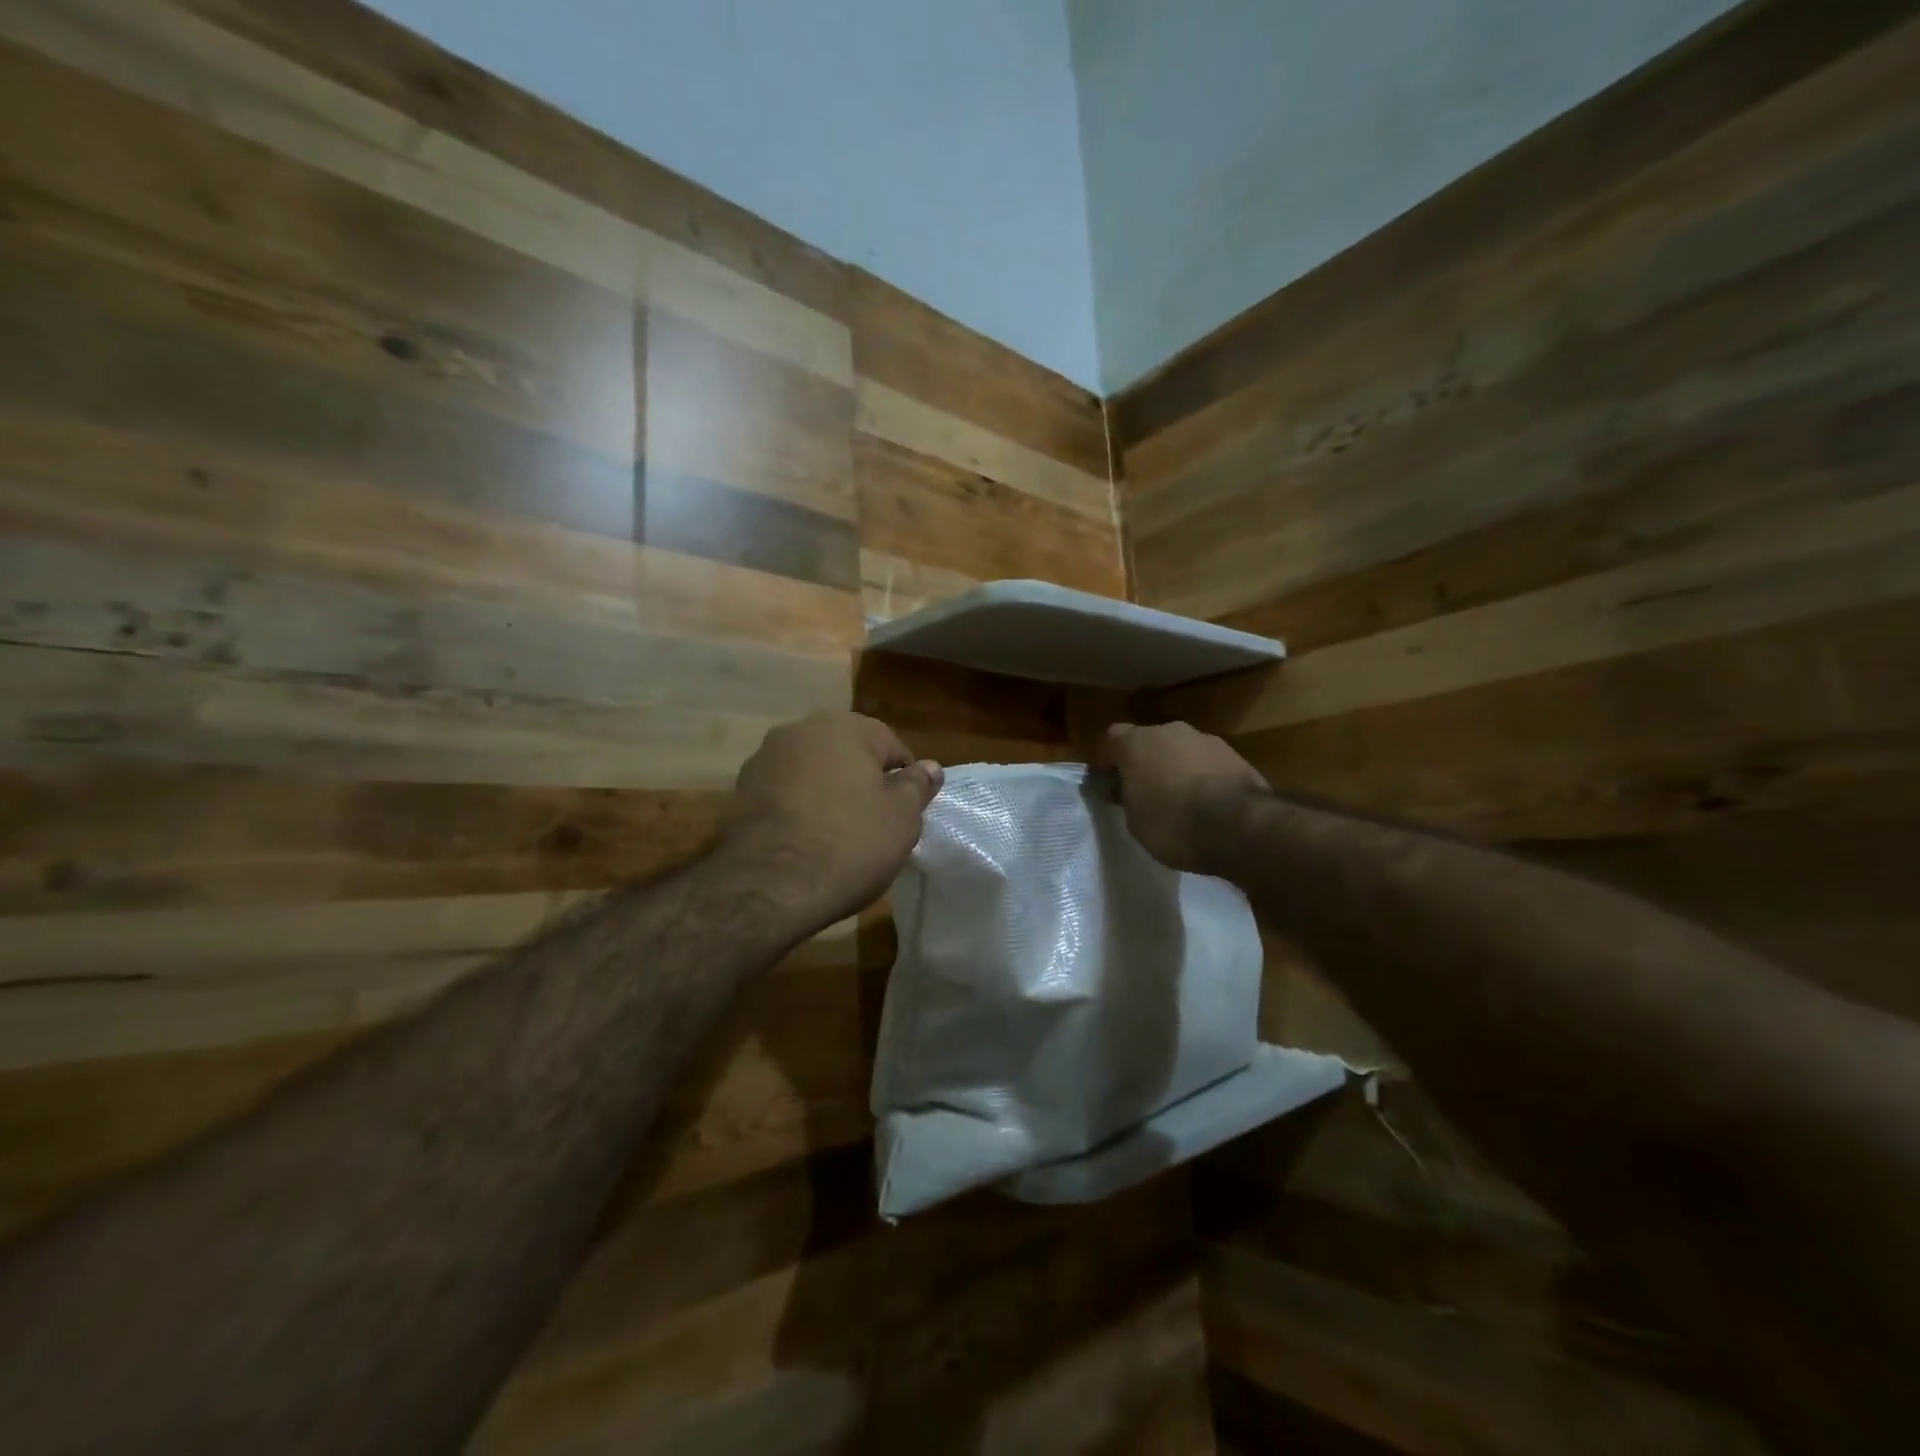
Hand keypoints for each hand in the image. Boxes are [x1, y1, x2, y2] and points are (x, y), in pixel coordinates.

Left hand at [726, 712, 943, 927]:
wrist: (768, 884)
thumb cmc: (849, 844)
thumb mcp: (901, 818)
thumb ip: (917, 786)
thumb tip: (930, 767)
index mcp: (845, 726)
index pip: (891, 745)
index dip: (903, 780)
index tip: (904, 814)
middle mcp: (801, 729)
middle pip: (847, 754)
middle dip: (862, 782)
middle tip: (874, 825)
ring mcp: (765, 758)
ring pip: (813, 771)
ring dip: (827, 793)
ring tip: (836, 836)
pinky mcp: (739, 790)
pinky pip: (784, 793)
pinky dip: (797, 808)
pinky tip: (804, 841)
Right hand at [1104, 721, 1266, 873]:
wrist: (1238, 825)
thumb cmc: (1172, 823)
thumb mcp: (1134, 820)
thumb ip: (1127, 797)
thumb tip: (1123, 789)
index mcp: (1136, 742)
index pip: (1111, 739)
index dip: (1108, 761)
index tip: (1109, 784)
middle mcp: (1169, 731)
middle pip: (1149, 741)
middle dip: (1145, 763)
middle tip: (1144, 792)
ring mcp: (1205, 739)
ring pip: (1181, 750)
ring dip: (1176, 768)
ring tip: (1180, 801)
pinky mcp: (1235, 754)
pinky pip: (1207, 763)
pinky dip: (1203, 777)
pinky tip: (1207, 804)